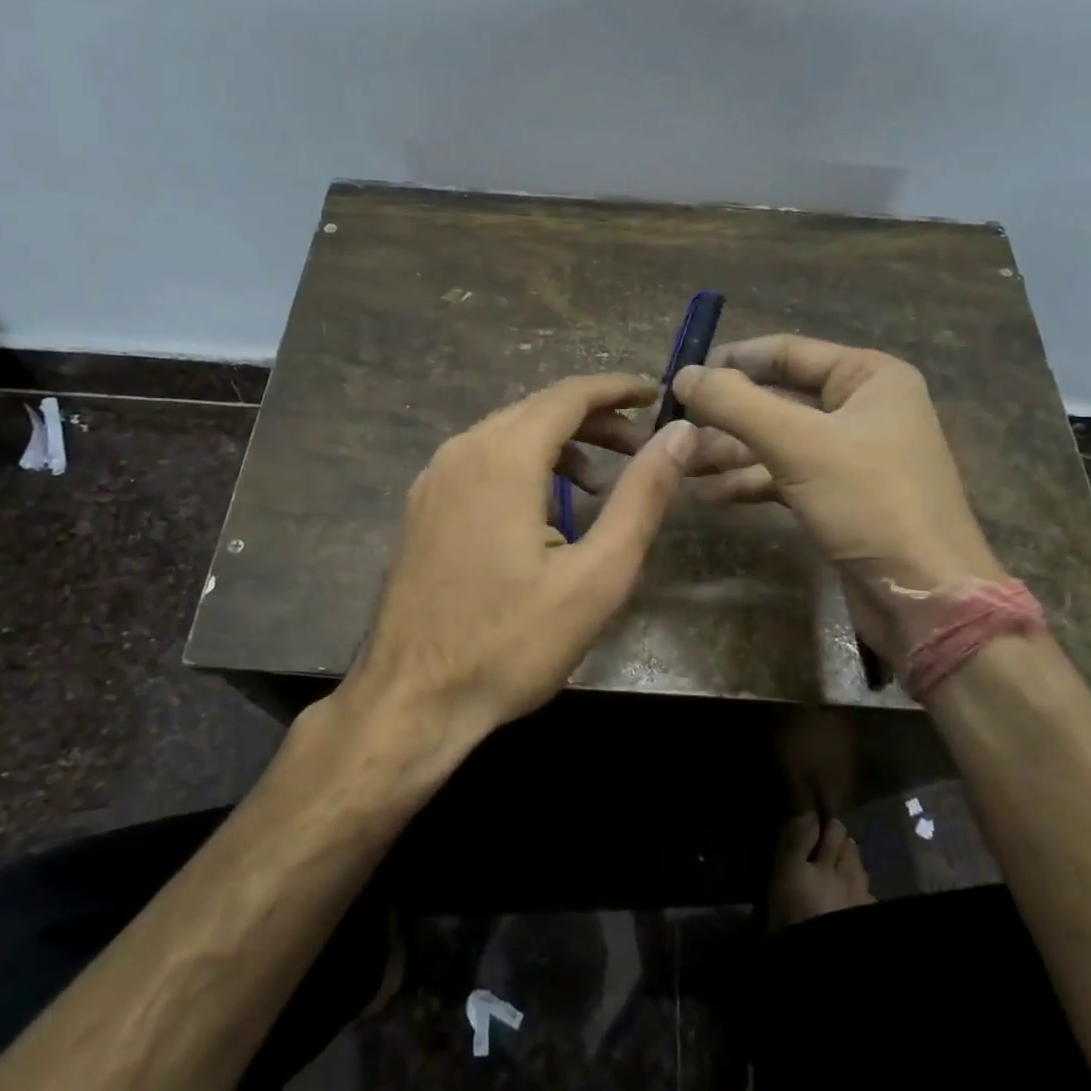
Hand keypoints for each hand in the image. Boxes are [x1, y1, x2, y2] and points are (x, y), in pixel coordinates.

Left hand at [343, 374, 696, 745]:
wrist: (411, 700)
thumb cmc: (510, 643)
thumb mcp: (596, 576)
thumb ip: (641, 498)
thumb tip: (680, 436)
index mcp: (502, 458)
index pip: (568, 395)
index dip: (616, 389)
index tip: (655, 395)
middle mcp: (461, 451)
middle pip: (537, 409)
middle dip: (593, 420)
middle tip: (640, 447)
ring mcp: (433, 479)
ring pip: (506, 434)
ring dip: (558, 444)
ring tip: (598, 484)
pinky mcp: (422, 507)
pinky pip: (480, 462)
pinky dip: (523, 466)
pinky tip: (543, 511)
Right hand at [672, 333, 1000, 610]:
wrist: (925, 598)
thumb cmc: (870, 503)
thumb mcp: (797, 445)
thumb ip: (735, 404)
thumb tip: (683, 375)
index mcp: (868, 376)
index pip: (785, 351)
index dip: (731, 362)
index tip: (680, 379)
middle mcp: (861, 407)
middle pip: (777, 397)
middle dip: (725, 416)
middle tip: (674, 431)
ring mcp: (851, 453)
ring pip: (776, 440)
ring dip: (729, 452)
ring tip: (682, 467)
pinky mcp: (840, 494)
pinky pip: (784, 474)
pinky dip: (749, 482)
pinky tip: (710, 494)